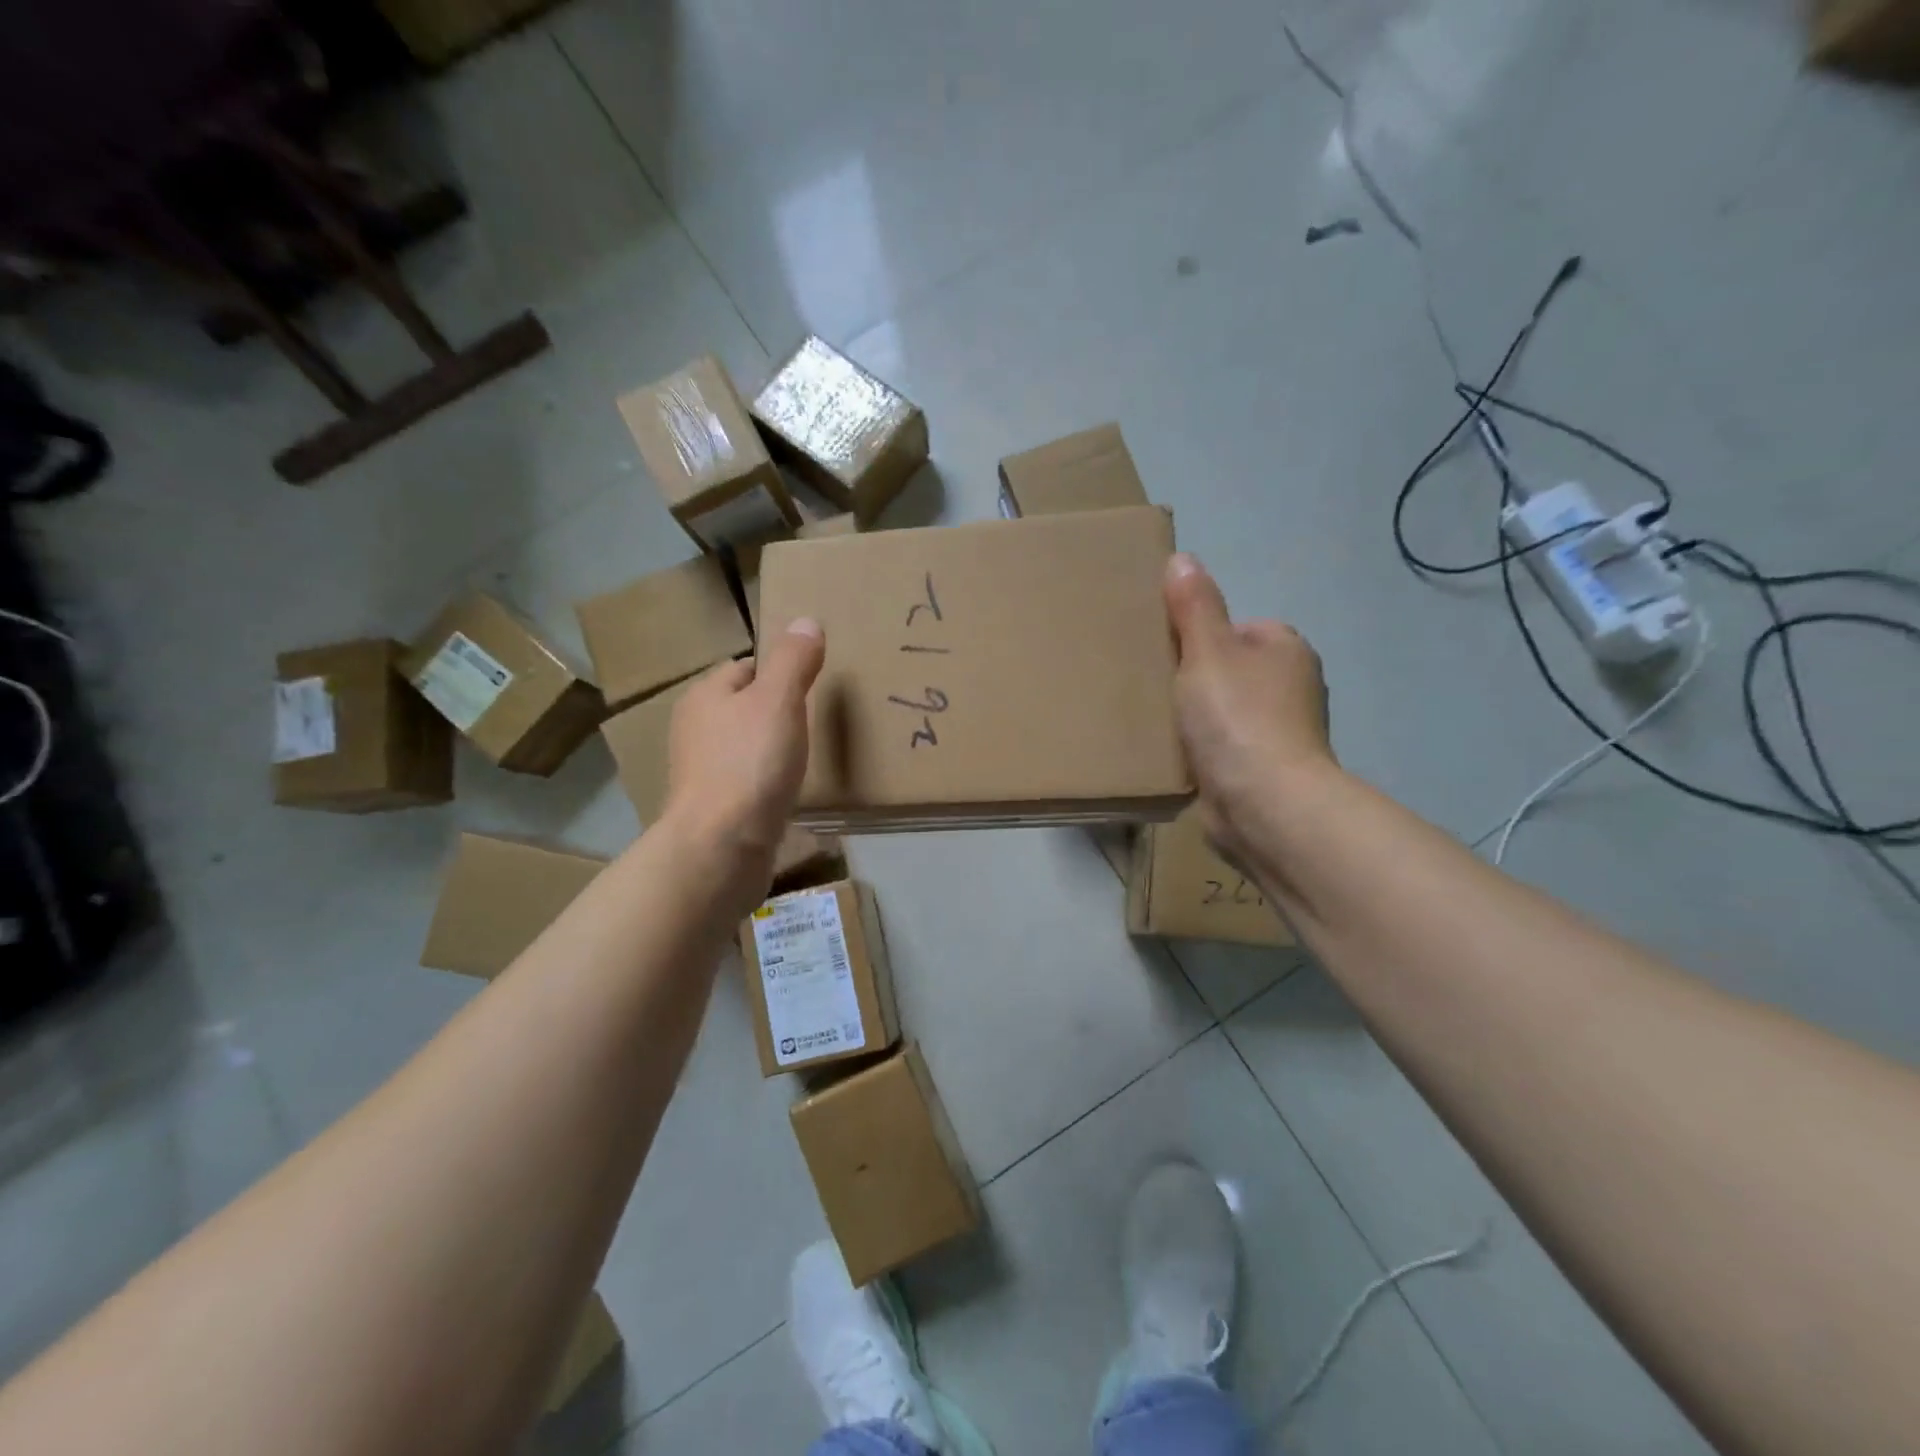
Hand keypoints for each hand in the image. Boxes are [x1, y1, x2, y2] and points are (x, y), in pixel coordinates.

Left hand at [662, 619, 824, 883]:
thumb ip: (793, 661)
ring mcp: (702, 773)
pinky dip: (767, 783)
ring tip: (806, 757)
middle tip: (814, 721)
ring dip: (771, 749)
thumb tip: (805, 621)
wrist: (721, 848)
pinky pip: (747, 783)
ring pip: (744, 747)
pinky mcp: (715, 810)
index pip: (744, 668)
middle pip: (743, 708)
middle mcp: (695, 731)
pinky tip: (789, 792)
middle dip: (775, 711)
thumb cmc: (750, 763)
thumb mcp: (778, 700)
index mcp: (704, 697)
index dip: (778, 671)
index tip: (811, 685)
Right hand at [1164, 553, 1334, 861]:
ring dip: (1195, 718)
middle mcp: (1291, 688)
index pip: (1237, 629)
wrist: (1263, 803)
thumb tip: (1182, 559)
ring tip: (1156, 722)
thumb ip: (1194, 607)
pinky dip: (1201, 750)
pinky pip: (1221, 748)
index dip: (1200, 638)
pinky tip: (1174, 755)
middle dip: (1194, 679)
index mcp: (1286, 649)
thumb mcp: (1207, 651)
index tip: (1167, 654)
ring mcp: (1280, 733)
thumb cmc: (1238, 717)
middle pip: (1229, 671)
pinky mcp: (1262, 771)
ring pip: (1223, 712)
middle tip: (1153, 687)